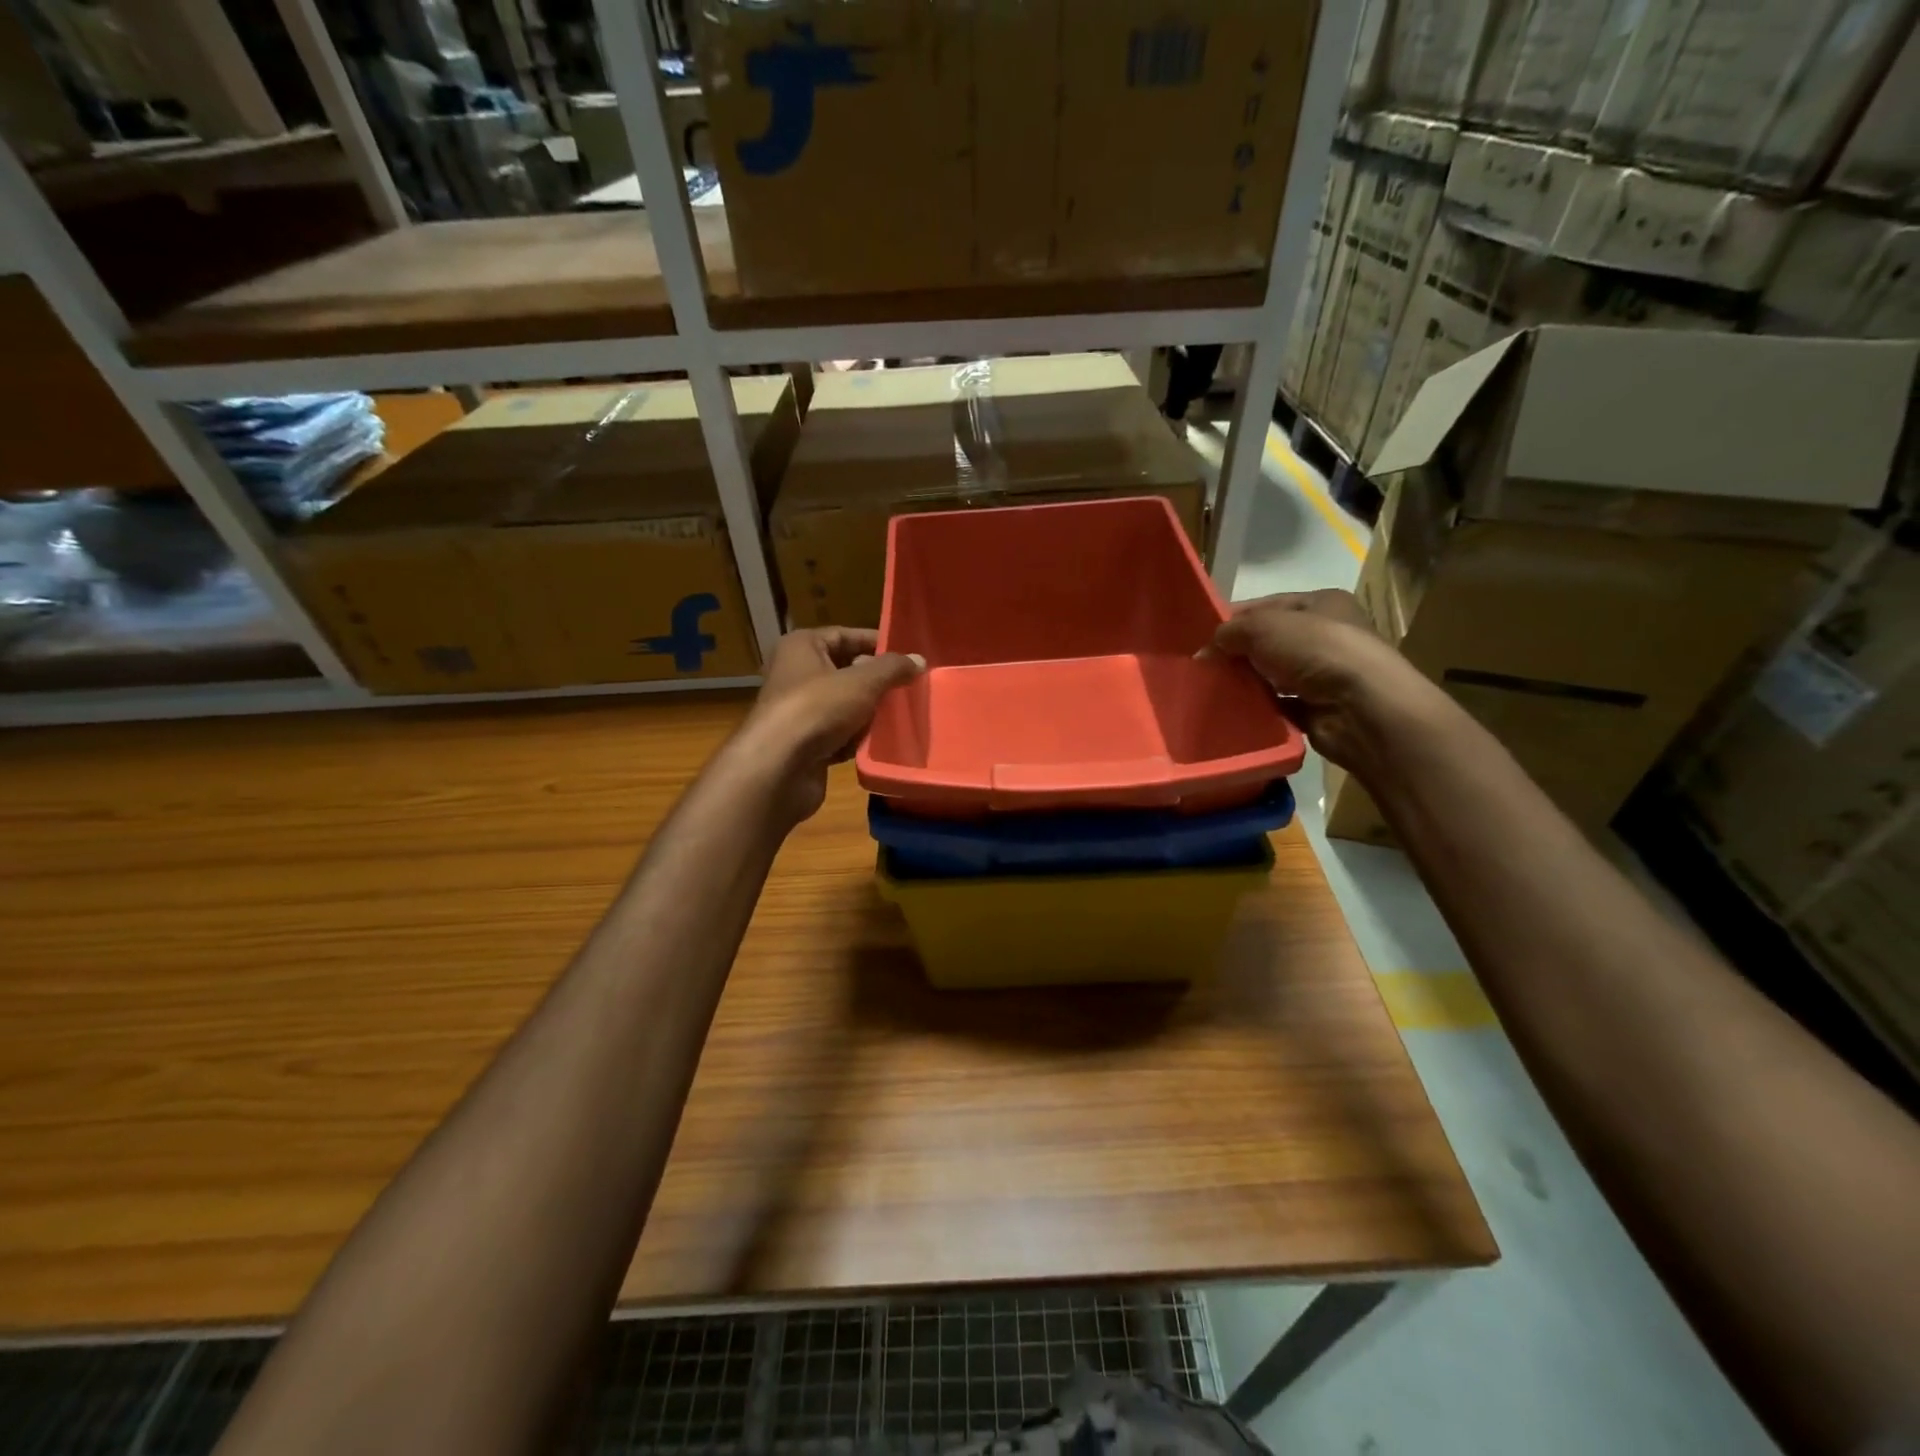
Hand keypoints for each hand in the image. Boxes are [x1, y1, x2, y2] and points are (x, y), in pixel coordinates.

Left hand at [734, 628, 923, 823]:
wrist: (779, 768)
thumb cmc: (817, 709)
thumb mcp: (862, 681)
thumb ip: (892, 669)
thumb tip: (919, 660)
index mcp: (801, 647)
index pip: (844, 636)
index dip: (876, 644)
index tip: (907, 657)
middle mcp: (795, 674)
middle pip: (845, 671)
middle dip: (876, 682)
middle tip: (908, 688)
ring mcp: (799, 711)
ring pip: (844, 705)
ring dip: (868, 714)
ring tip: (899, 716)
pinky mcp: (804, 744)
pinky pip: (838, 734)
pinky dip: (855, 739)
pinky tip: (876, 744)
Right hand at [1212, 591, 1433, 771]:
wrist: (1361, 708)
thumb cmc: (1317, 650)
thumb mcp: (1264, 627)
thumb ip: (1232, 631)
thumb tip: (1208, 649)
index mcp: (1322, 603)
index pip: (1268, 606)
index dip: (1234, 619)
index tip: (1202, 638)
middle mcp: (1328, 636)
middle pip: (1270, 642)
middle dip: (1238, 653)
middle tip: (1204, 667)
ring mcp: (1326, 675)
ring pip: (1274, 675)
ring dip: (1247, 682)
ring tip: (1213, 691)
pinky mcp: (1320, 710)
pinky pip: (1280, 706)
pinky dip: (1260, 708)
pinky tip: (1236, 712)